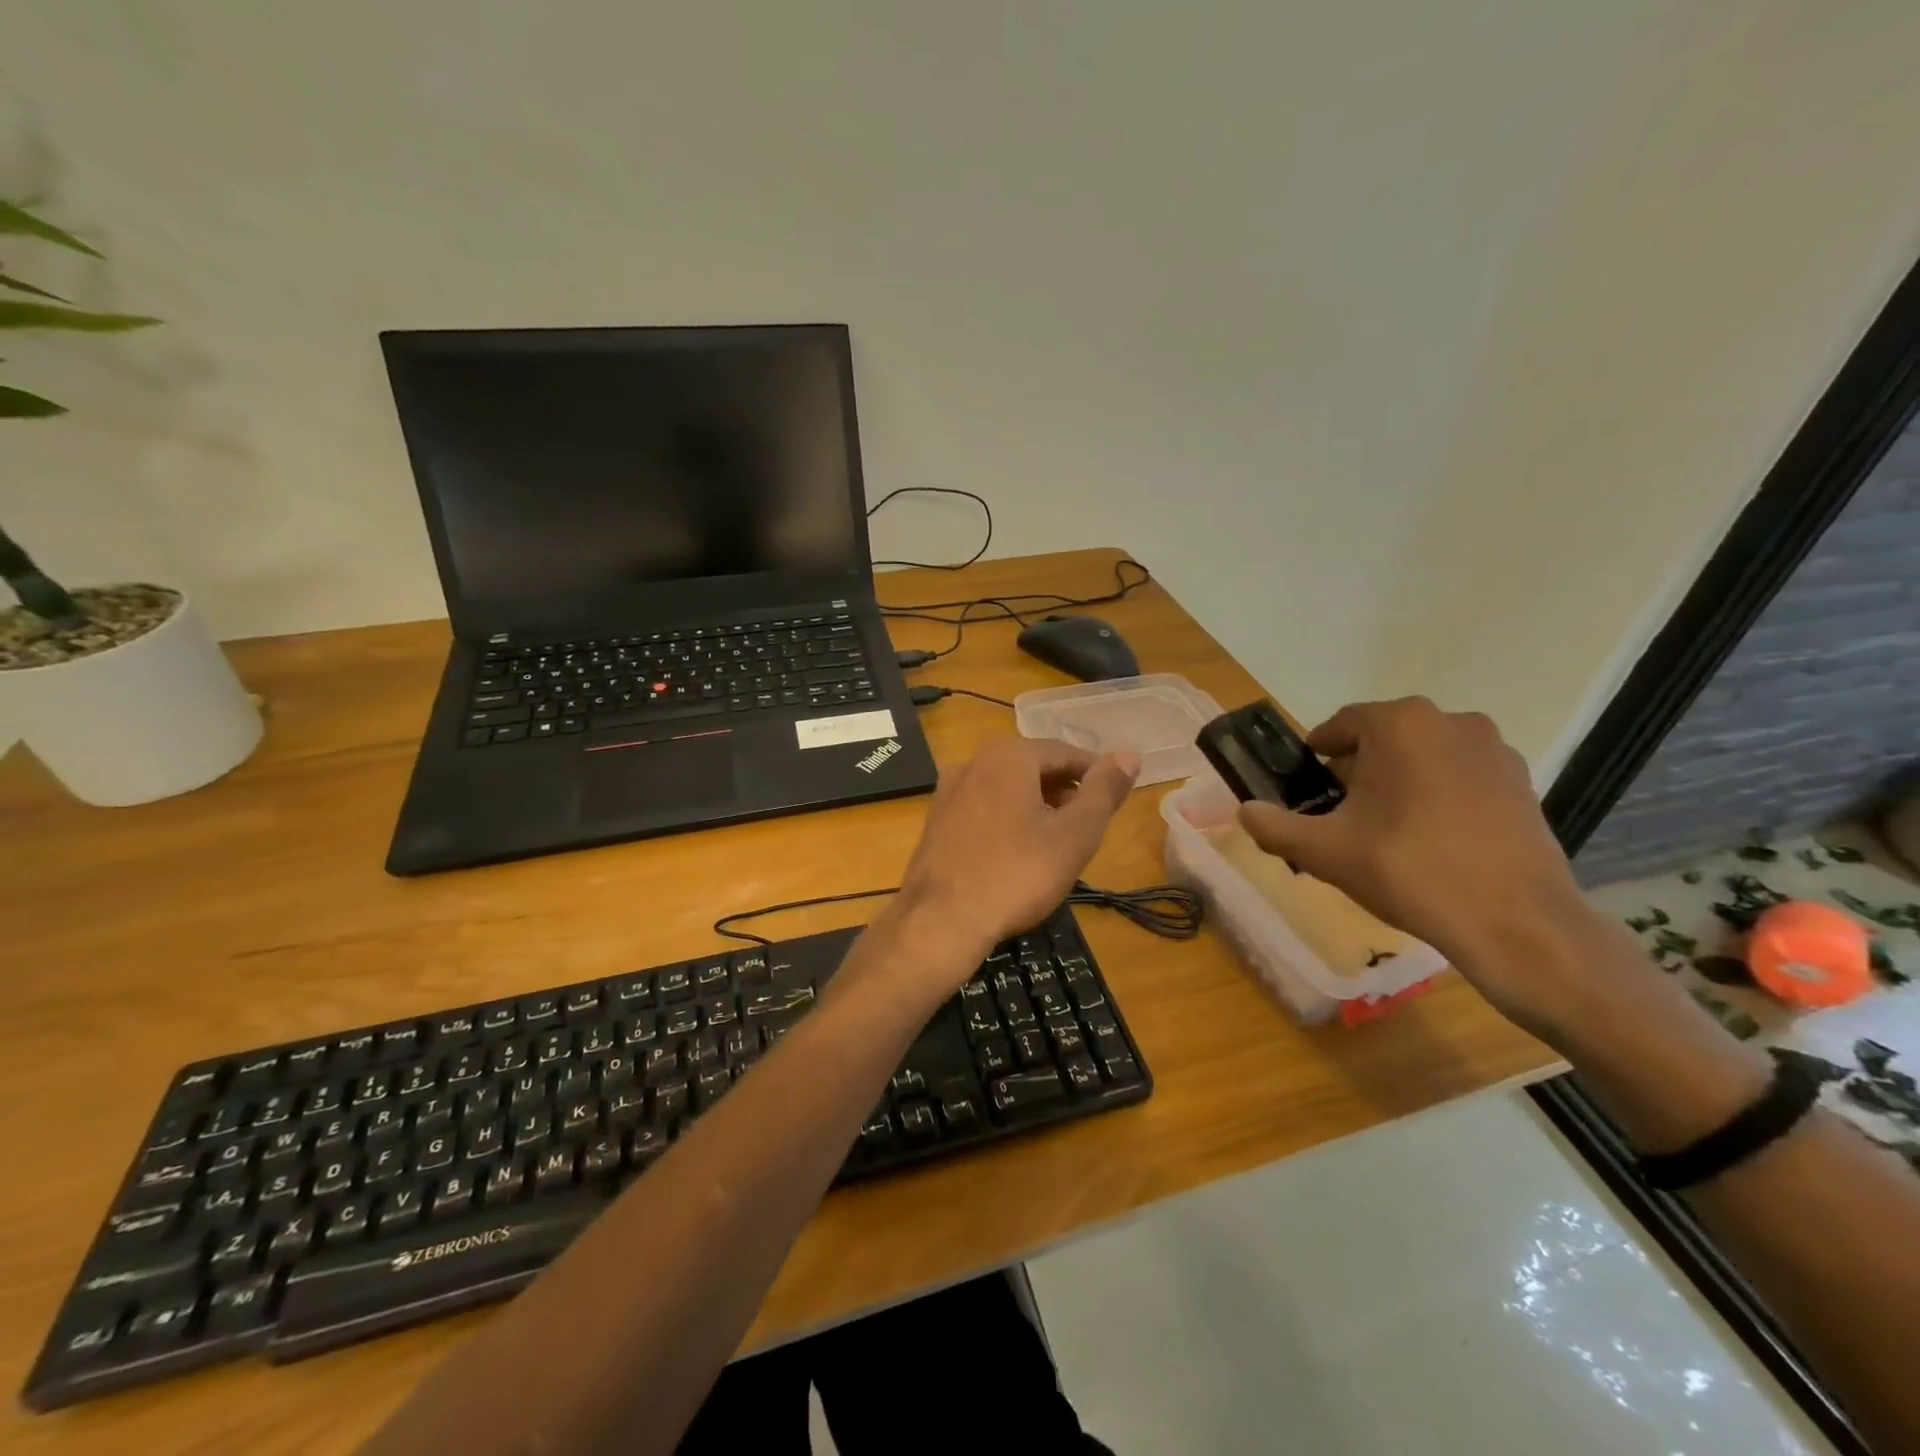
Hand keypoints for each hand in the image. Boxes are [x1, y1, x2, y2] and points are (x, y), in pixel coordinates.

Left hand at [894, 736, 1140, 961]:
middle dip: (1065, 789)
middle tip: (1091, 821)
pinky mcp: (936, 819)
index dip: (1095, 773)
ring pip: (1006, 786)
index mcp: (1008, 755)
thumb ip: (1103, 792)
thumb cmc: (1016, 875)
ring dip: (1037, 804)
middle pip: (1033, 766)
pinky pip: (983, 806)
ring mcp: (948, 790)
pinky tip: (1019, 850)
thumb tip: (1129, 755)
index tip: (1115, 797)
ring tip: (1060, 838)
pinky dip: (1008, 817)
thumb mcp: (1074, 835)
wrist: (940, 921)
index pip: (1065, 752)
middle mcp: (973, 761)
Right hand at [1236, 698, 1599, 1032]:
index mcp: (1399, 724)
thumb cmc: (1409, 870)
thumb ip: (1273, 826)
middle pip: (1383, 739)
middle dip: (1357, 771)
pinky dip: (1438, 796)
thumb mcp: (1324, 851)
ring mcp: (1493, 750)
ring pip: (1424, 757)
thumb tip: (1244, 811)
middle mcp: (1450, 721)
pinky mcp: (1522, 783)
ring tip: (1386, 830)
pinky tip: (1431, 840)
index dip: (1318, 755)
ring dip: (1398, 782)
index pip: (1341, 726)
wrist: (1515, 922)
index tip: (1307, 786)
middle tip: (1340, 815)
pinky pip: (1460, 777)